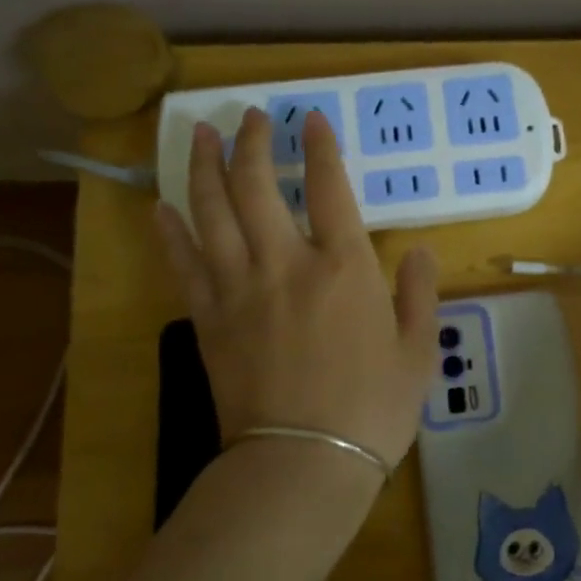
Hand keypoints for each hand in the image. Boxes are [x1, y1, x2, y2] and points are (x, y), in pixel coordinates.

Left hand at [156, 107, 438, 470]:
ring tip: (202, 135)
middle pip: (257, 186)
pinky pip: (184, 264)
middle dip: (252, 142)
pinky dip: (171, 231)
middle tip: (250, 116)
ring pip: (212, 212)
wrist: (302, 464)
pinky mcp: (208, 319)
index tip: (310, 118)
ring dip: (205, 167)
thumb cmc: (372, 409)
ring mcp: (240, 289)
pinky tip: (161, 206)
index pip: (328, 187)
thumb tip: (419, 251)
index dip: (319, 146)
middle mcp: (287, 264)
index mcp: (344, 268)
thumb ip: (419, 294)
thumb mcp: (417, 352)